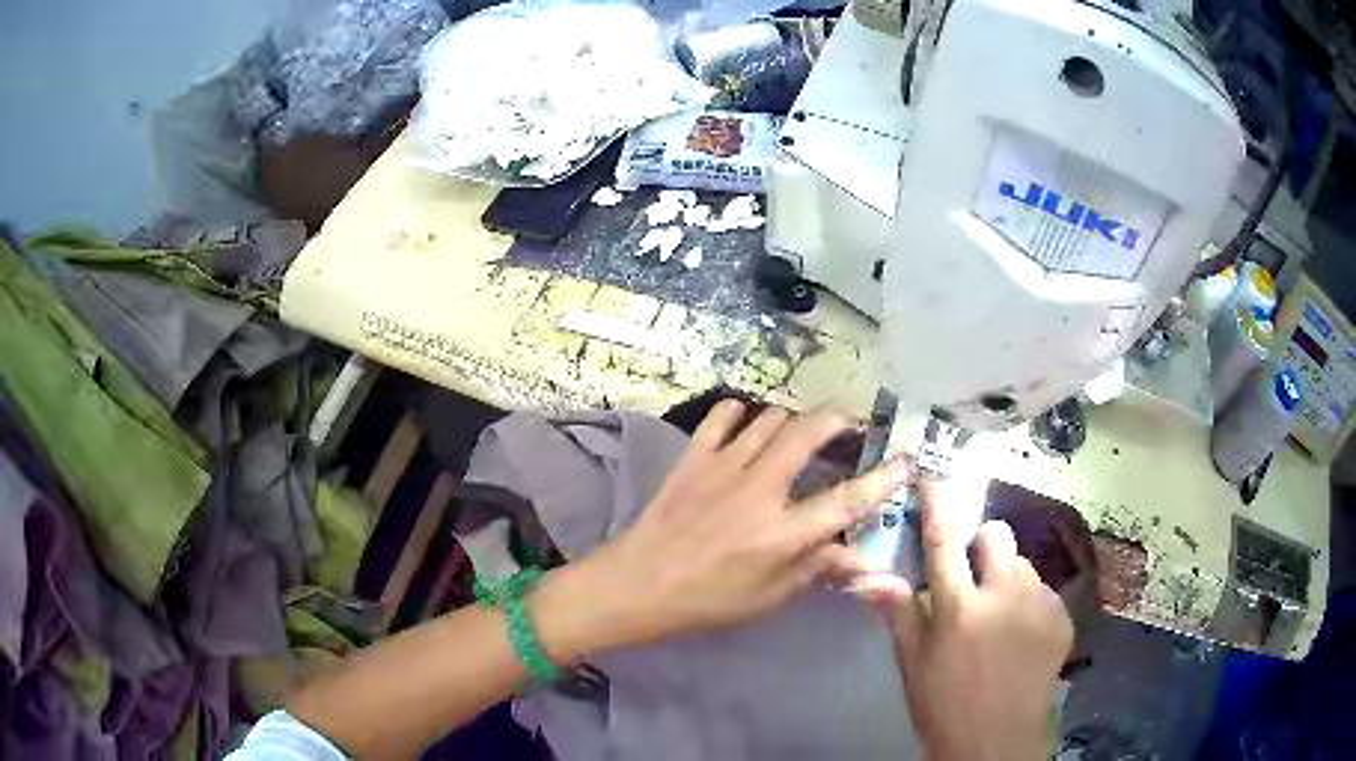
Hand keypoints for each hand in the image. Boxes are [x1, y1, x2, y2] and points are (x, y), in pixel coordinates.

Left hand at [533, 401, 910, 659]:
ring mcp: (723, 467)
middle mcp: (759, 490)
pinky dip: (740, 414)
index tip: (905, 460)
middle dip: (840, 418)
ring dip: (794, 420)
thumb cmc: (707, 601)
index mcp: (782, 533)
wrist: (637, 585)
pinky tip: (746, 425)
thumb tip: (864, 558)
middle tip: (851, 424)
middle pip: (810, 432)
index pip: (846, 500)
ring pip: (771, 418)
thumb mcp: (768, 598)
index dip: (883, 479)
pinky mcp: (693, 458)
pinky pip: (722, 417)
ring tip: (801, 432)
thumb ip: (816, 569)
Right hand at [853, 480, 1073, 760]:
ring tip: (999, 616)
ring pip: (1022, 563)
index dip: (937, 505)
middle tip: (973, 575)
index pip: (943, 542)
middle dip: (981, 545)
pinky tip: (1020, 635)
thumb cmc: (943, 706)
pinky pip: (1043, 589)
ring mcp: (1039, 604)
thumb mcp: (912, 665)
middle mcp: (1004, 595)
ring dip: (1007, 578)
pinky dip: (1028, 602)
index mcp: (958, 609)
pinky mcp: (1062, 616)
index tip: (933, 477)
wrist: (997, 742)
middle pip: (996, 535)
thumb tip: (866, 575)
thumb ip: (897, 613)